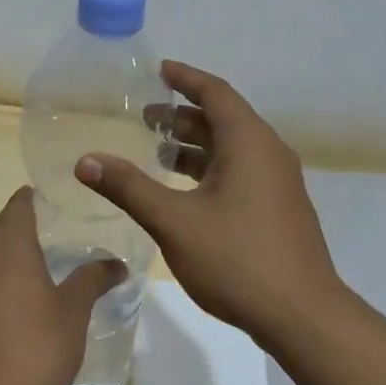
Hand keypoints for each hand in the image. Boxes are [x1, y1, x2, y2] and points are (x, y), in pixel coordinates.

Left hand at [0, 187, 125, 384]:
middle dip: (22, 233)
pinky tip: (9, 311)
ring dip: (5, 262)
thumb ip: (93, 279)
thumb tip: (116, 263)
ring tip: (33, 278)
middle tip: (53, 243)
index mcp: (7, 246)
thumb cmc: (36, 348)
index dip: (34, 199)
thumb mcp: (74, 312)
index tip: (54, 202)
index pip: (18, 205)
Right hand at [76, 60, 339, 341]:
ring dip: (194, 146)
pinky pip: (240, 172)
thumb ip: (128, 187)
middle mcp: (269, 154)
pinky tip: (183, 192)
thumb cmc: (236, 260)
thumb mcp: (174, 221)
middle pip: (223, 120)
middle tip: (144, 116)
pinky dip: (209, 169)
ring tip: (156, 151)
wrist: (301, 315)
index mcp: (249, 143)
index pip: (215, 93)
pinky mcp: (277, 210)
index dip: (185, 78)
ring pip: (231, 150)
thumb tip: (85, 160)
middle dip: (183, 115)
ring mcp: (277, 184)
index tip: (159, 69)